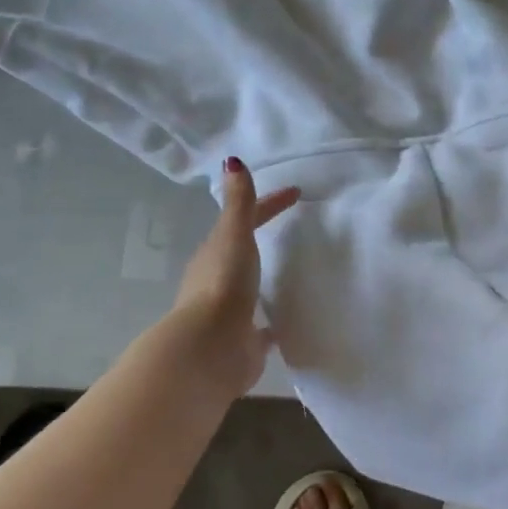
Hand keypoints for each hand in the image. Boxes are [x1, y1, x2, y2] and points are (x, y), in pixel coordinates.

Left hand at [171, 158, 300, 398]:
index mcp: (215, 253)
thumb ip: (239, 203)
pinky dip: (272, 320)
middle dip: (262, 240)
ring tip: (291, 274)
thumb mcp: (234, 236)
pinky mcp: (244, 341)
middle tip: (293, 231)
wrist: (211, 347)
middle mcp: (218, 281)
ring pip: (249, 289)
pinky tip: (288, 321)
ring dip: (265, 280)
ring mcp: (230, 313)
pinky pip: (262, 327)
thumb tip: (232, 161)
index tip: (296, 193)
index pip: (245, 220)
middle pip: (243, 252)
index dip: (269, 204)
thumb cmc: (224, 284)